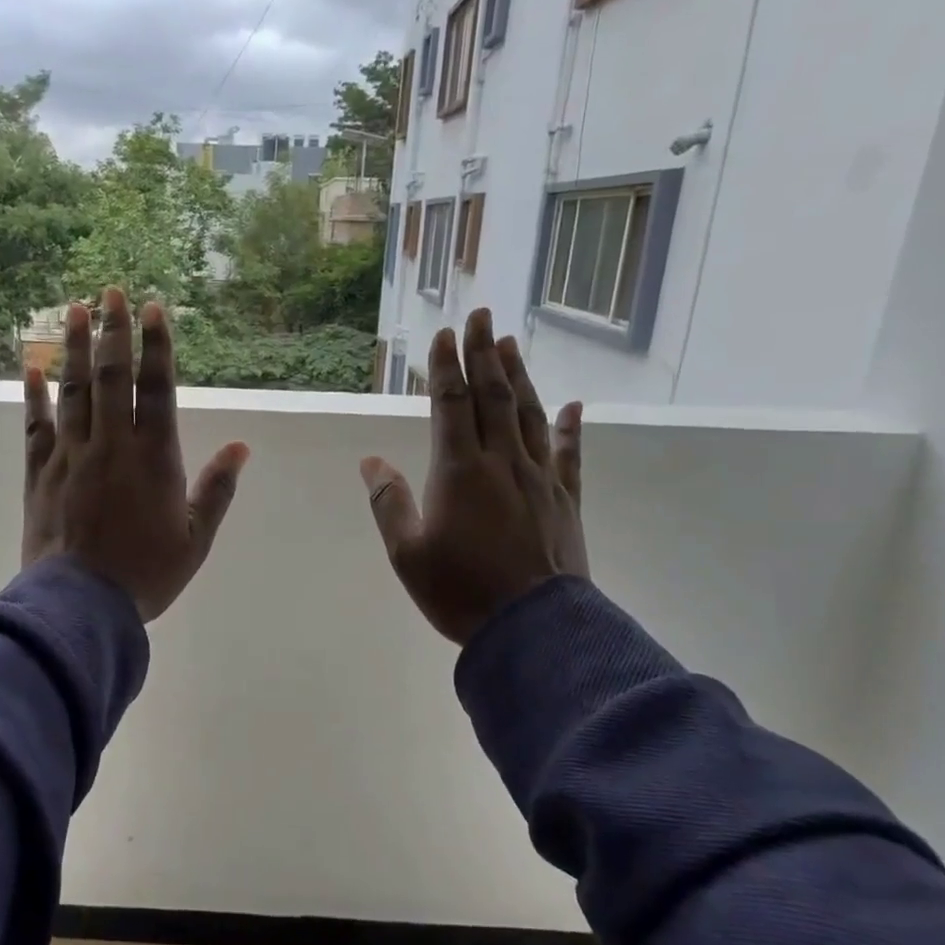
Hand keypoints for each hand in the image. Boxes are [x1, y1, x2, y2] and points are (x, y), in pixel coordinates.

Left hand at [23, 288, 250, 622]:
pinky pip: (36, 426)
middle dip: (113, 331)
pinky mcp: (40, 473)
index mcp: (154, 458)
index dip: (156, 346)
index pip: (156, 389)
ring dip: (75, 348)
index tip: (153, 308)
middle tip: (110, 291)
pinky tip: (32, 366)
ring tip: (74, 309)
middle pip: (112, 377)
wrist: (80, 605)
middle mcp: (111, 445)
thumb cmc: (146, 574)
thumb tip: (242, 447)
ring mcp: (71, 456)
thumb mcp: (195, 538)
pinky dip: (34, 394)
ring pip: (74, 391)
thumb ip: (217, 489)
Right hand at [360, 310, 586, 645]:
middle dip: (483, 354)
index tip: (444, 334)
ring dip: (517, 376)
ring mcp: (539, 478)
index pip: (451, 404)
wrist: (534, 629)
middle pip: (493, 396)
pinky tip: (573, 405)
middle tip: (481, 315)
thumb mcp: (407, 553)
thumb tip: (371, 461)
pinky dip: (571, 427)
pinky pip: (569, 454)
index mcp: (459, 471)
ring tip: (510, 344)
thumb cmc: (461, 591)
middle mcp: (502, 462)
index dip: (446, 367)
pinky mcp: (565, 500)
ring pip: (528, 414)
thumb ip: (388, 502)